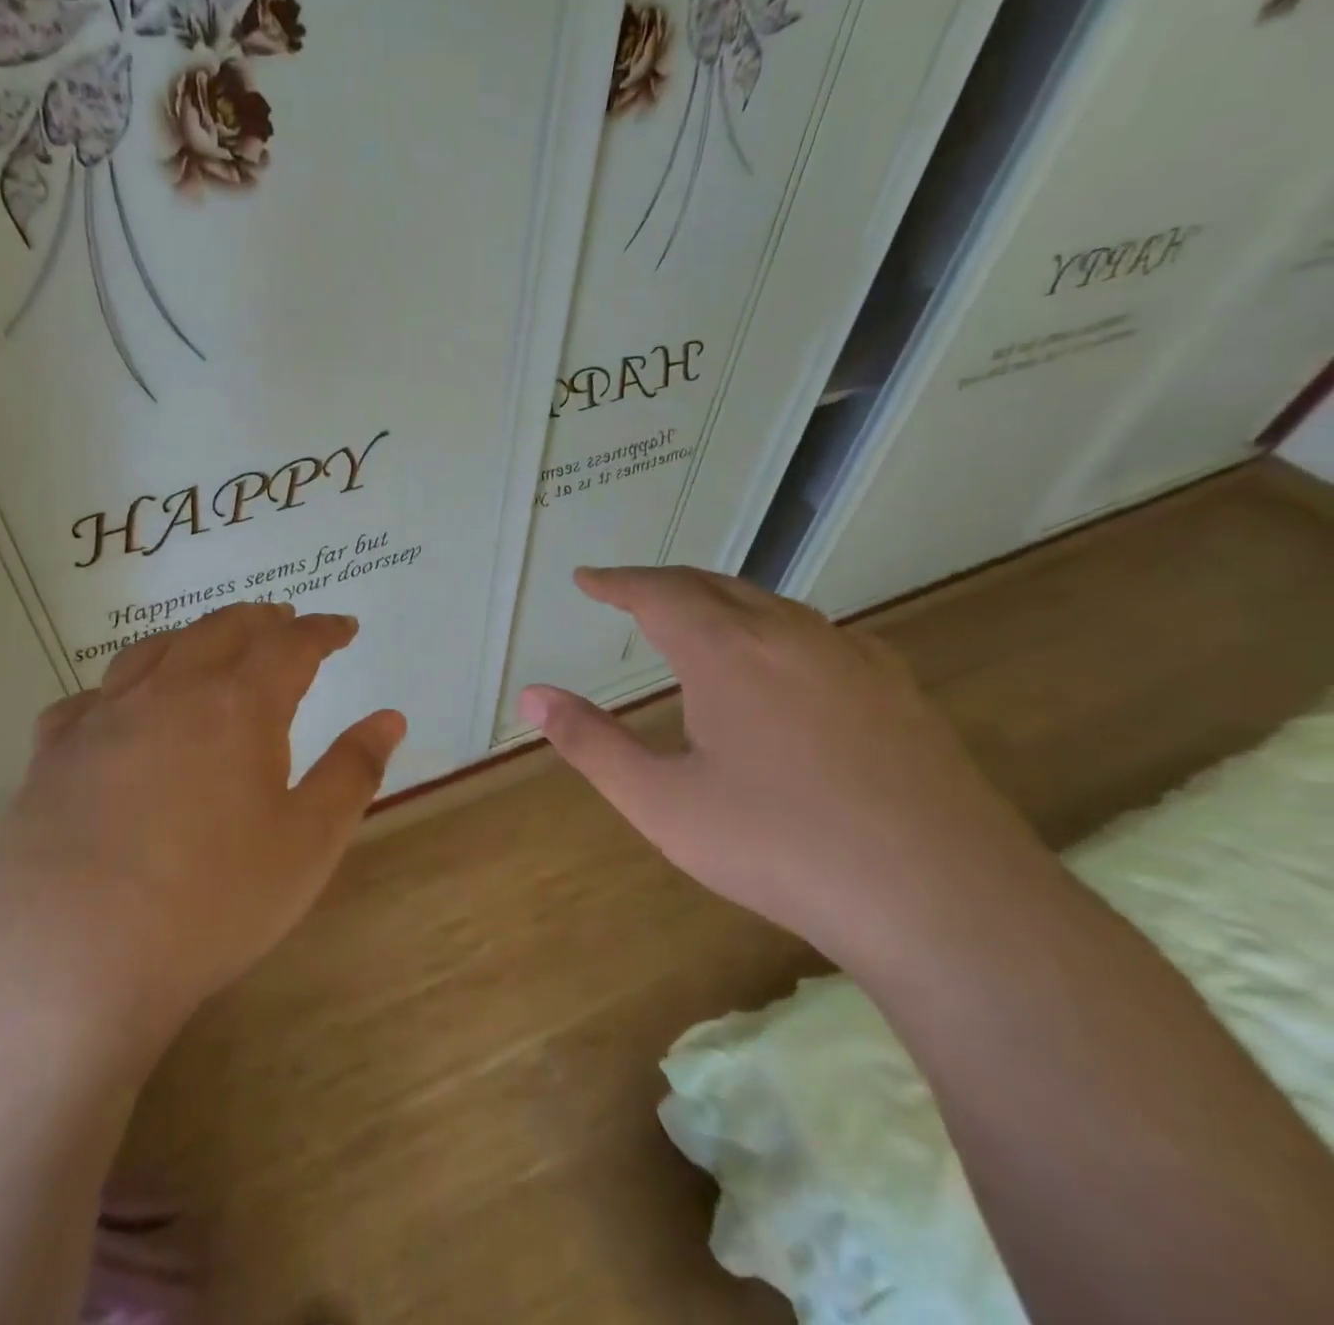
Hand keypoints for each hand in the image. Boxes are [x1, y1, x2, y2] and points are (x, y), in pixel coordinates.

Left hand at [0, 602, 405, 1053]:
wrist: (71, 964)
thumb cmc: (211, 904)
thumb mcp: (308, 844)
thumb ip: (353, 772)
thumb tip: (390, 717)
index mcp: (238, 706)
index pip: (291, 645)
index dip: (323, 630)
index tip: (343, 628)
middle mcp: (168, 692)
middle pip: (219, 629)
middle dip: (260, 619)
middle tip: (283, 621)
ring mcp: (101, 718)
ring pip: (151, 650)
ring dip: (192, 637)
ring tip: (210, 646)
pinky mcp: (51, 755)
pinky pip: (87, 699)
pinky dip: (118, 688)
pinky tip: (118, 709)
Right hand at [518, 566, 1042, 968]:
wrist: (943, 897)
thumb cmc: (779, 846)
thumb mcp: (662, 802)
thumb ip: (590, 743)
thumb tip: (532, 695)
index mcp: (728, 652)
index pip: (659, 593)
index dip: (617, 582)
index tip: (586, 578)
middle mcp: (790, 635)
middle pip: (714, 585)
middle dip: (664, 583)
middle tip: (629, 592)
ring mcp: (852, 657)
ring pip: (771, 604)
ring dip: (720, 600)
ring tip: (693, 618)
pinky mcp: (896, 688)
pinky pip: (817, 634)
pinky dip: (773, 629)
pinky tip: (780, 663)